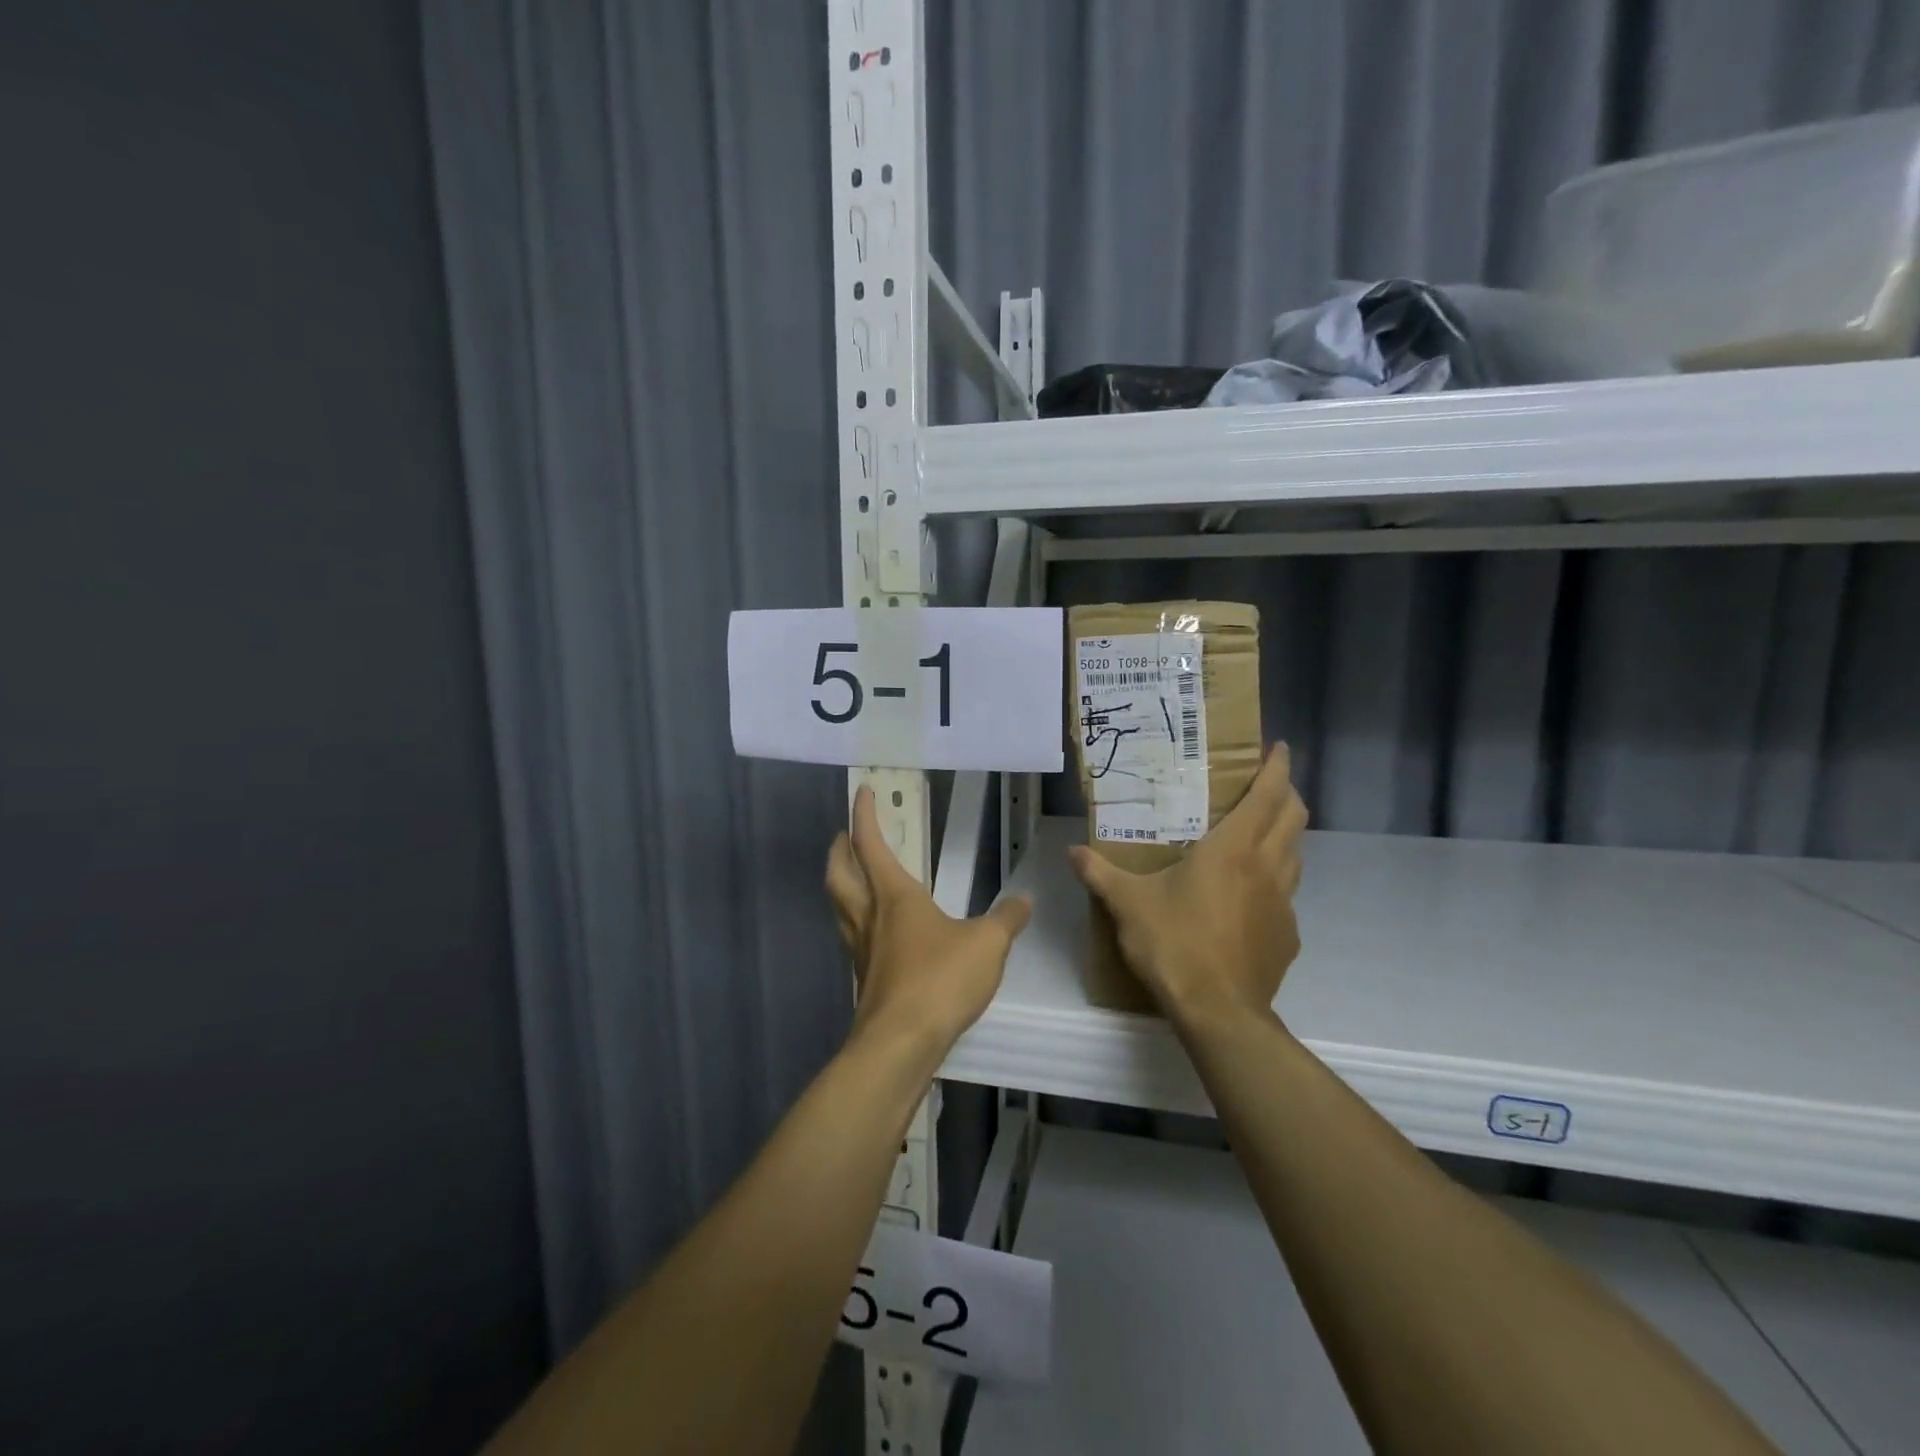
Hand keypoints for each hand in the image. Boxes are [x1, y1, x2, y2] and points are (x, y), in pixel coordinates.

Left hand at [826, 786, 1032, 1060]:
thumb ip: (1006, 920)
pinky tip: (882, 936)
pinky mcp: (866, 982)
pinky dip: (861, 924)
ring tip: (859, 881)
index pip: (870, 844)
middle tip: (843, 837)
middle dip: (838, 851)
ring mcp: (862, 952)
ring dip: (844, 887)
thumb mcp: (987, 944)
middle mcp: (870, 918)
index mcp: (894, 896)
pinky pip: (856, 940)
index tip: (862, 792)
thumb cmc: (940, 980)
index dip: (864, 816)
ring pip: (841, 908)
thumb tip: (1023, 901)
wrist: (900, 1044)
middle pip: (839, 875)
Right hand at [1069, 743, 1307, 1028]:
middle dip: (1287, 794)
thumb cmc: (1174, 944)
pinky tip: (1249, 900)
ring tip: (1260, 836)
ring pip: (1296, 855)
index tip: (1280, 747)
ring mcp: (1283, 904)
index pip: (1267, 795)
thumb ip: (1099, 873)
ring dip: (1284, 837)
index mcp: (1233, 849)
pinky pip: (1287, 897)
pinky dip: (1275, 884)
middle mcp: (1267, 868)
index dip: (1277, 767)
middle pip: (1293, 818)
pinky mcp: (1287, 936)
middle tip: (1268, 787)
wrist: (1219, 1012)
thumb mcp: (1128, 905)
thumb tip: (1073, 851)